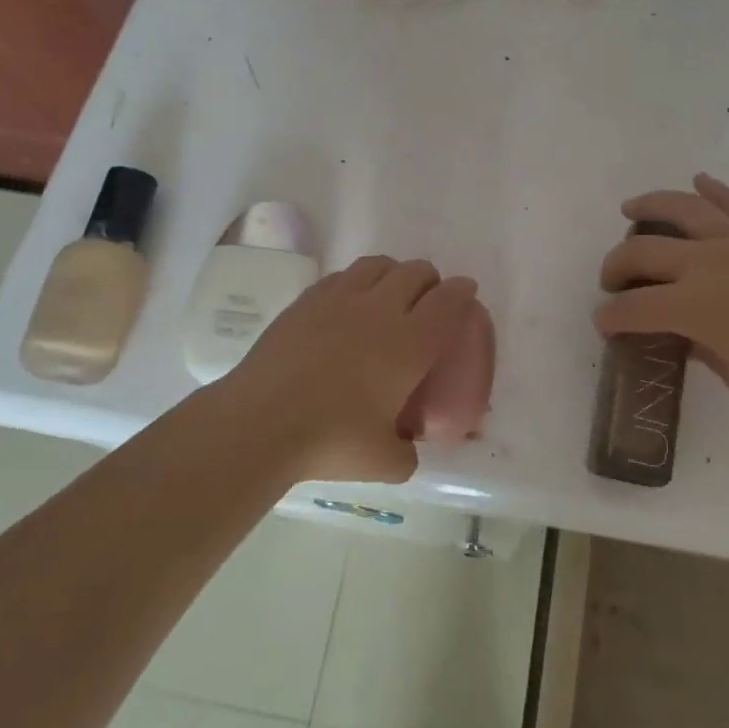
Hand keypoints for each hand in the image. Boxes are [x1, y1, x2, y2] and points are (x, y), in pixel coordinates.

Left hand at [222, 255, 478, 482]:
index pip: (447, 301)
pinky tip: (349, 301)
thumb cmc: (332, 440)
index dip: (461, 291)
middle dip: (430, 279)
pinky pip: (343, 275)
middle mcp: (380, 309)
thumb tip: (407, 450)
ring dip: (394, 272)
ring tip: (390, 290)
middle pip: (416, 272)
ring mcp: (341, 299)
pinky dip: (357, 281)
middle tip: (428, 298)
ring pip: (379, 264)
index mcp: (410, 343)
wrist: (262, 421)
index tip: (465, 291)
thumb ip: (406, 454)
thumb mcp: (385, 463)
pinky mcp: (308, 299)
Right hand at [595, 174, 728, 412]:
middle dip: (616, 266)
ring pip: (682, 210)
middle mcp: (705, 264)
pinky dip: (715, 191)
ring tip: (630, 209)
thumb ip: (705, 354)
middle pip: (642, 252)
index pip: (634, 308)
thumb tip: (690, 336)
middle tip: (612, 282)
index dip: (610, 317)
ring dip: (649, 206)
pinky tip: (700, 181)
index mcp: (694, 306)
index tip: (603, 323)